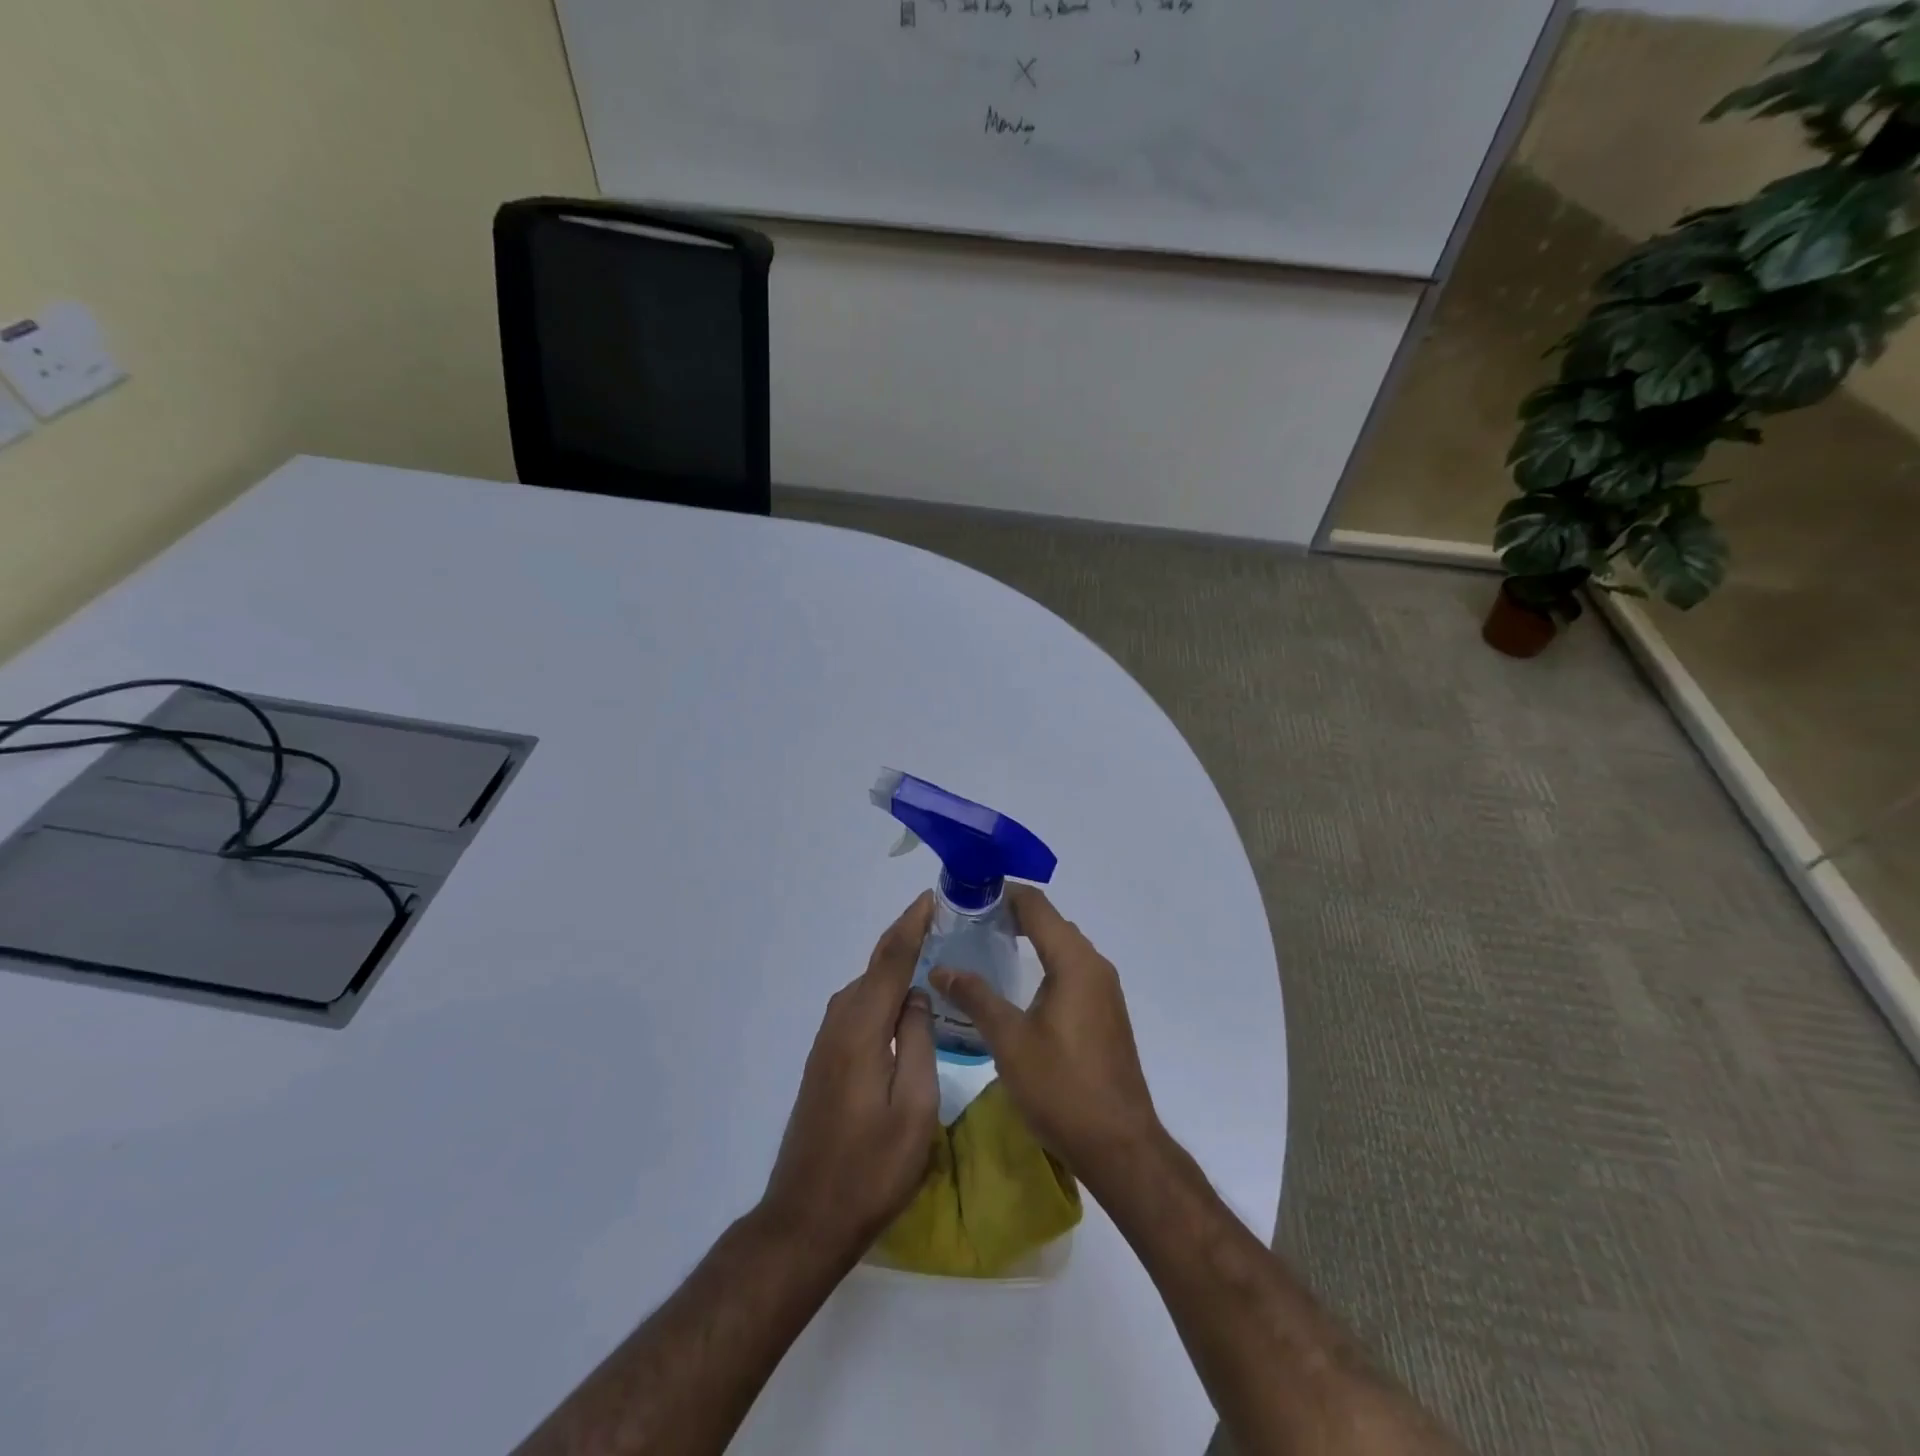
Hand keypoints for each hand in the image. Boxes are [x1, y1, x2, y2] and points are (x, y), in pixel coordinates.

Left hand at [762, 893, 939, 1259]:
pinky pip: (857, 1009)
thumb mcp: (915, 1109)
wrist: (806, 1218)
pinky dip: (881, 991)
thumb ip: (919, 1043)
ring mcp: (827, 1044)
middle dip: (905, 939)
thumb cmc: (871, 1169)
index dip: (912, 925)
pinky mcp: (824, 1062)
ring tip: (928, 952)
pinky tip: (900, 1002)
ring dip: (893, 965)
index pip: (891, 961)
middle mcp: (839, 1025)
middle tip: (942, 922)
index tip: (932, 898)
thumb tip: (917, 997)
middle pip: (874, 968)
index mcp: (862, 1031)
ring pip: (864, 988)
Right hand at [931, 885, 1160, 1190]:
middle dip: (1012, 915)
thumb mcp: (1010, 1040)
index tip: (967, 896)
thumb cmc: (1062, 1088)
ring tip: (986, 948)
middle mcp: (1095, 966)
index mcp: (1075, 962)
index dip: (1002, 894)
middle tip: (968, 923)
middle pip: (1051, 923)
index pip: (1037, 906)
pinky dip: (1044, 964)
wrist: (1119, 1145)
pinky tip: (1017, 985)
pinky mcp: (1105, 1014)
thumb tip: (941, 969)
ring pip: (1063, 948)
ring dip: (1029, 940)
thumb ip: (975, 996)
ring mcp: (1104, 992)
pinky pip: (1072, 971)